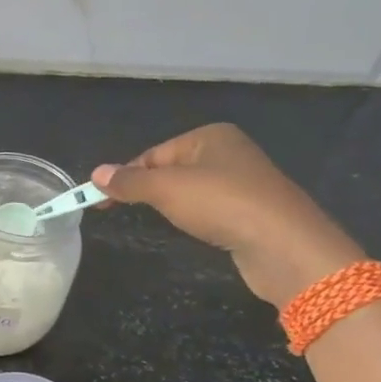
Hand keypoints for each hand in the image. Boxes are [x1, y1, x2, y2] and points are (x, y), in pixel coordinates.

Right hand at [92, 124, 364, 307]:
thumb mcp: (166, 189)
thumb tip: (95, 173)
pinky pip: (211, 209)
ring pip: (191, 191)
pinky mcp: (252, 211)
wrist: (285, 245)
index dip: (126, 177)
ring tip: (165, 222)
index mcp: (210, 136)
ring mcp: (244, 182)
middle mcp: (229, 152)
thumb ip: (129, 181)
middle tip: (125, 212)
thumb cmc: (221, 204)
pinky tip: (196, 230)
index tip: (101, 201)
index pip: (153, 154)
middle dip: (149, 191)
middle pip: (171, 170)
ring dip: (173, 206)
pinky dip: (196, 218)